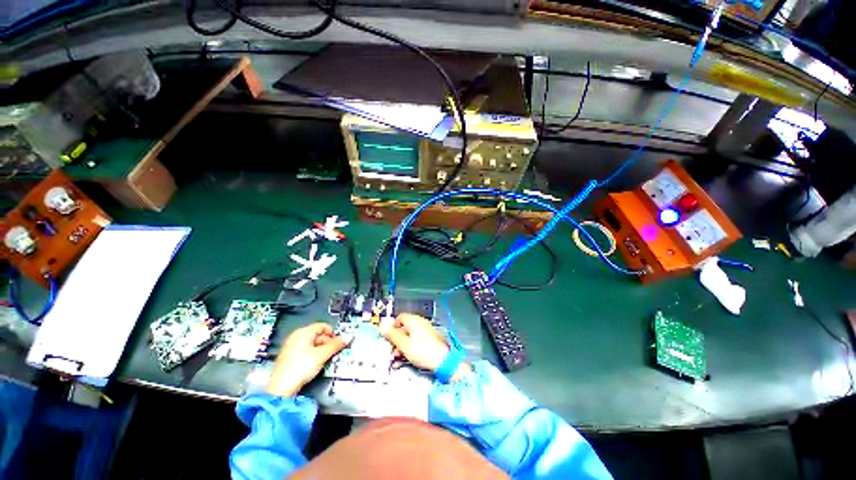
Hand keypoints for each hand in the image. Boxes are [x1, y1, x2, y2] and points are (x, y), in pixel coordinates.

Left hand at [267, 322, 345, 396]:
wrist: (281, 388)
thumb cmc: (300, 368)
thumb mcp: (322, 355)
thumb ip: (335, 345)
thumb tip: (346, 338)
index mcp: (303, 332)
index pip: (323, 326)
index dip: (333, 333)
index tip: (338, 342)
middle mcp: (296, 336)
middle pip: (318, 334)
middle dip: (328, 342)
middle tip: (333, 352)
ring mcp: (291, 347)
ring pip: (312, 343)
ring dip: (321, 350)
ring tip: (325, 359)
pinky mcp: (289, 357)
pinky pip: (306, 351)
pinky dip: (313, 355)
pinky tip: (315, 364)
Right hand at [381, 313, 470, 380]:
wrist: (444, 360)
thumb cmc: (423, 351)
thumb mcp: (403, 345)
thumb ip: (392, 335)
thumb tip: (382, 325)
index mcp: (413, 320)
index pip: (399, 318)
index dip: (392, 328)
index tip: (389, 339)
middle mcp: (420, 322)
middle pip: (404, 327)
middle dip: (397, 340)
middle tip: (393, 352)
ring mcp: (426, 330)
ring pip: (410, 335)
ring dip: (403, 345)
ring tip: (400, 358)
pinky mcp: (431, 338)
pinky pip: (418, 340)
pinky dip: (412, 347)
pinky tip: (409, 357)